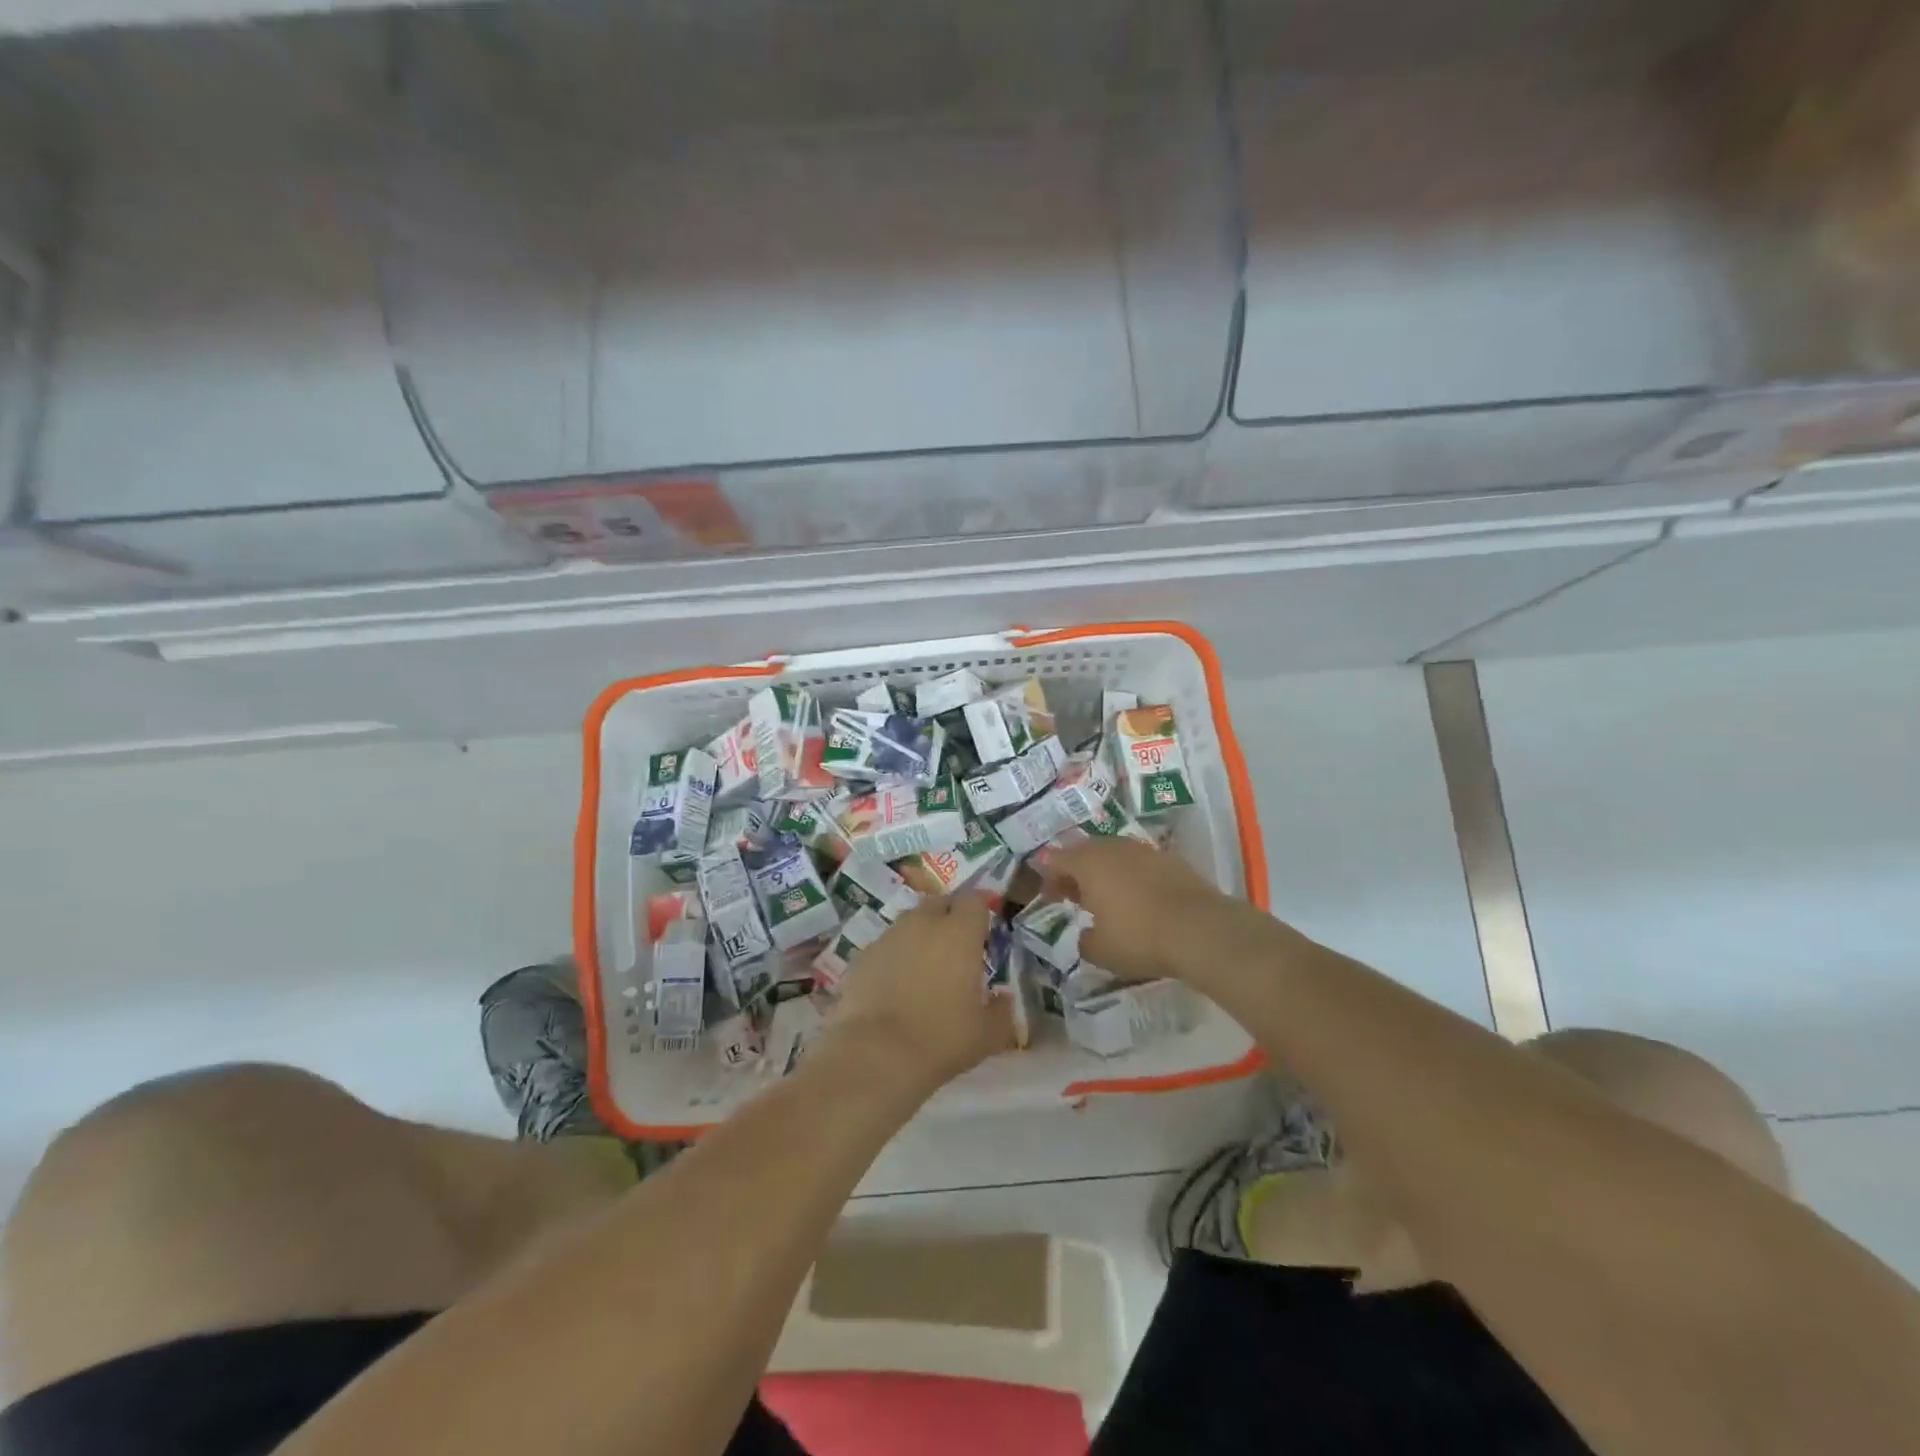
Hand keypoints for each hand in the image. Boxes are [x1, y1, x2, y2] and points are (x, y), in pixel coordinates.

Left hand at [824, 893, 1014, 1097]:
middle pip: (940, 903)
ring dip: (921, 936)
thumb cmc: (940, 1039)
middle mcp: (923, 923)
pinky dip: (895, 957)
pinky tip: (895, 987)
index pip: (974, 900)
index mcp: (959, 932)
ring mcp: (888, 936)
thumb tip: (1004, 1000)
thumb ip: (1001, 1012)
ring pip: (910, 923)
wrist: (873, 1055)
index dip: (980, 912)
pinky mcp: (861, 955)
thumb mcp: (986, 1035)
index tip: (984, 933)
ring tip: (925, 970)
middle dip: (950, 918)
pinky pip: (886, 946)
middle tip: (957, 950)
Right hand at [1040, 838, 1229, 983]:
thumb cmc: (1139, 938)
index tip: (1050, 898)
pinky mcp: (1170, 859)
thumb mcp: (1100, 951)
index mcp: (1088, 863)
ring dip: (1105, 872)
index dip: (1048, 877)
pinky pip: (1139, 863)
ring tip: (1107, 898)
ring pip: (1114, 854)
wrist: (1200, 930)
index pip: (1056, 859)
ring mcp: (1144, 851)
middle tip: (1074, 896)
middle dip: (1076, 871)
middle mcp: (1113, 848)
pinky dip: (1132, 876)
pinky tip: (1138, 898)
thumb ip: (1085, 941)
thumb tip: (1087, 934)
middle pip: (1085, 851)